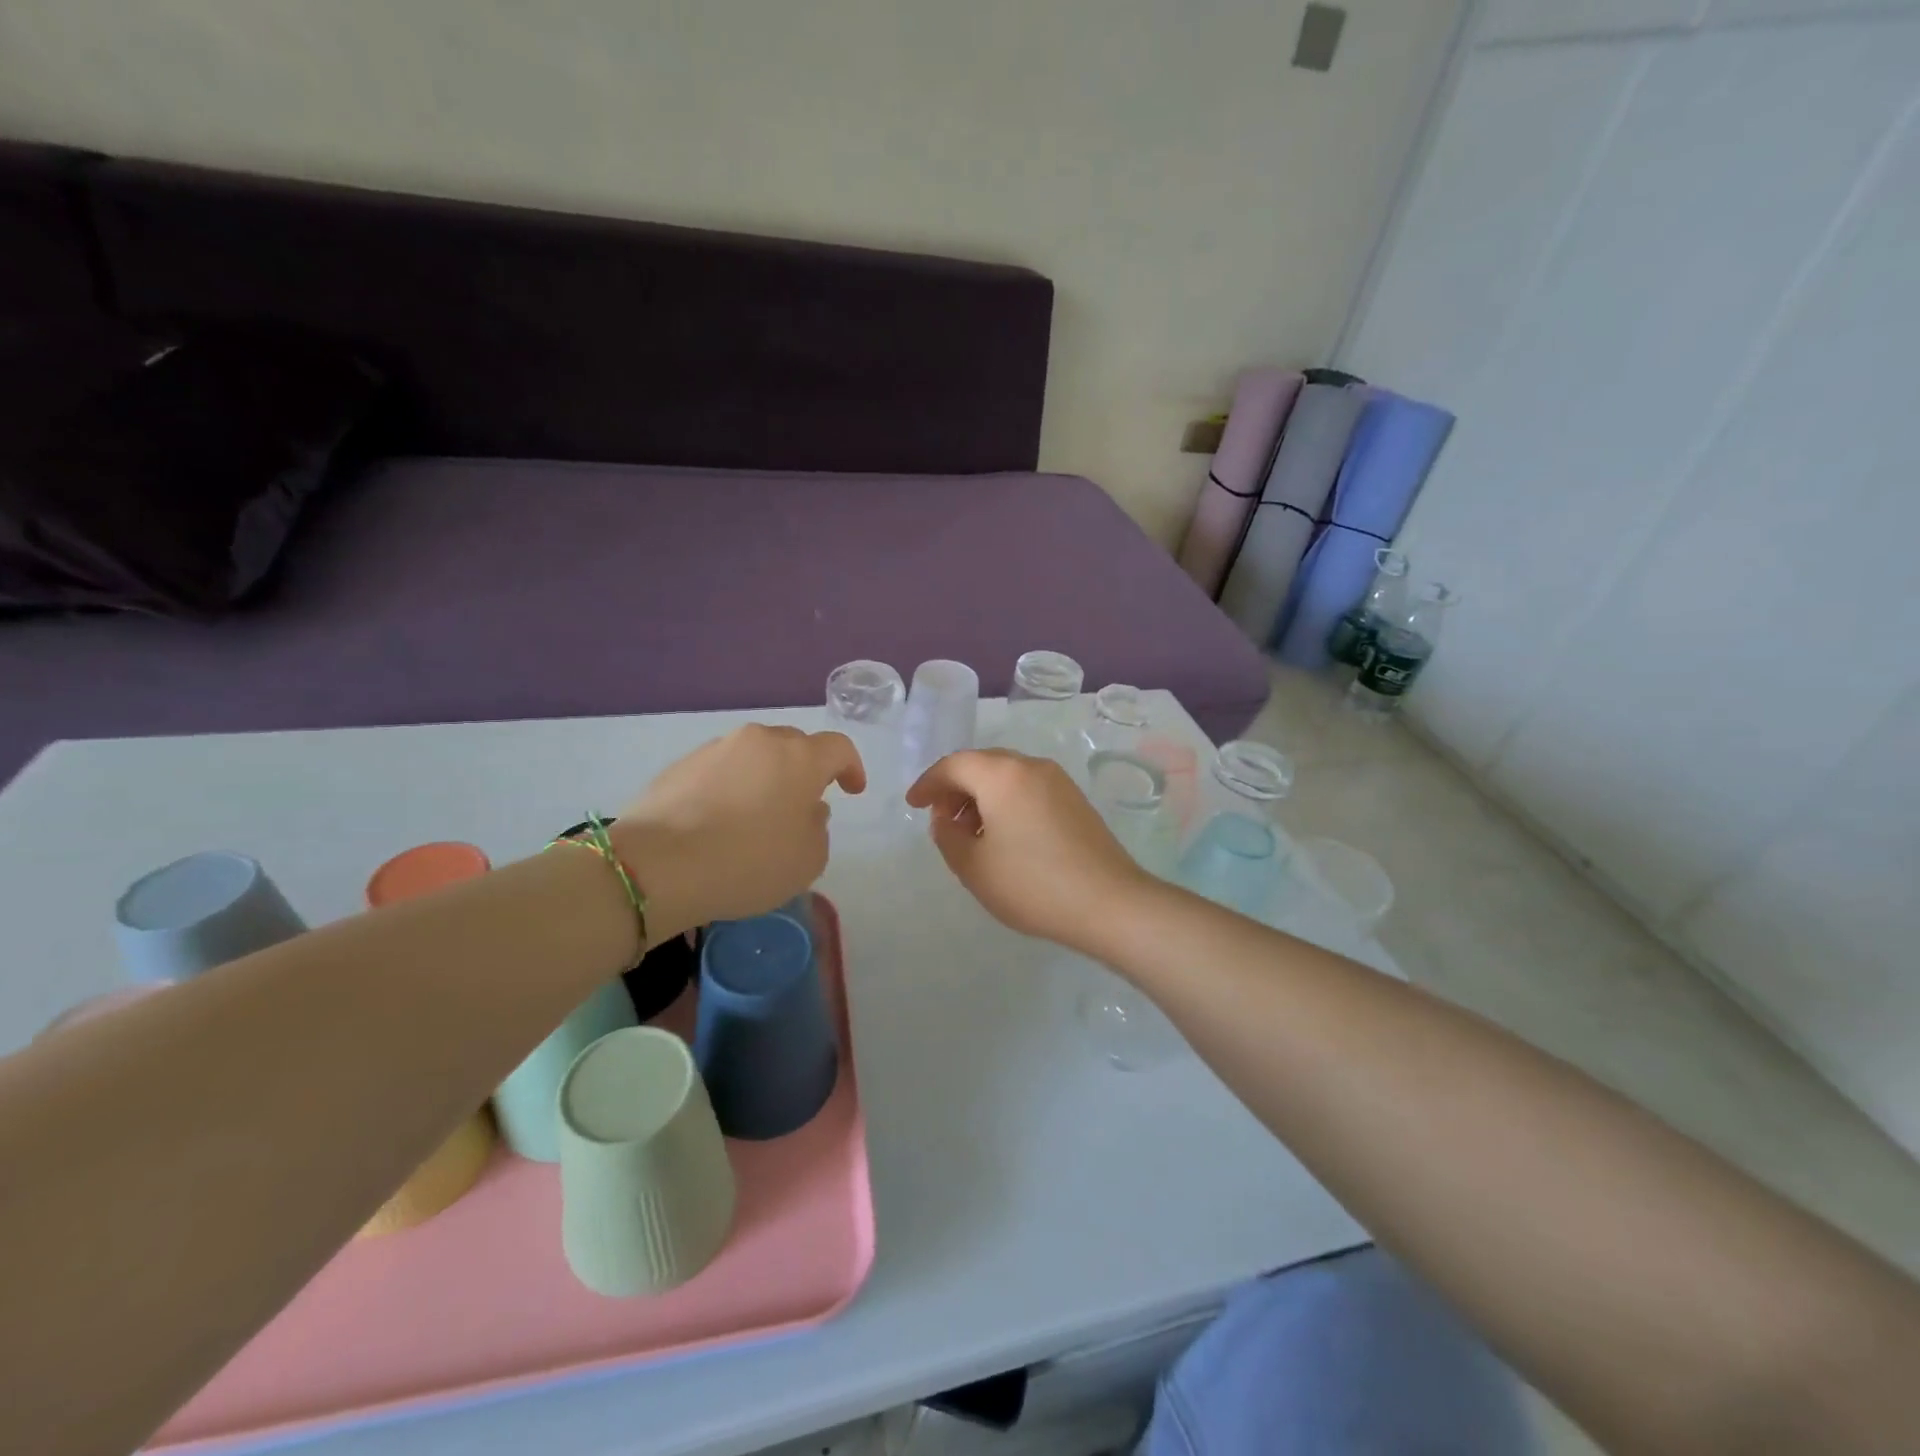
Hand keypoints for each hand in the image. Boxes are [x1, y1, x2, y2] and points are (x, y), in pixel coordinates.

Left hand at [613, 724, 864, 939]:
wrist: (658, 865)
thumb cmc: (749, 861)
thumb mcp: (808, 860)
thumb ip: (818, 829)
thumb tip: (807, 810)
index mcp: (800, 757)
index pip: (839, 748)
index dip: (851, 767)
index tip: (852, 790)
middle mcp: (759, 741)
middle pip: (794, 746)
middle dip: (805, 770)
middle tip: (803, 804)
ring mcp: (715, 749)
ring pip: (754, 756)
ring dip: (765, 778)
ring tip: (758, 816)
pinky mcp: (680, 766)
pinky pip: (720, 770)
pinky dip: (730, 788)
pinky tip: (720, 821)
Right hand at [905, 749, 1147, 950]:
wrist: (1109, 903)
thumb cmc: (1032, 884)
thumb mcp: (973, 867)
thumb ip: (947, 837)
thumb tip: (946, 820)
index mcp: (1002, 774)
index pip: (954, 765)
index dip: (928, 783)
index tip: (913, 805)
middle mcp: (1031, 766)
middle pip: (982, 765)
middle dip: (955, 788)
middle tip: (939, 820)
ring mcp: (1058, 781)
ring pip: (1007, 777)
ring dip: (981, 797)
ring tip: (970, 834)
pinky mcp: (1075, 800)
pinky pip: (1028, 789)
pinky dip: (1006, 803)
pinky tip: (1003, 837)